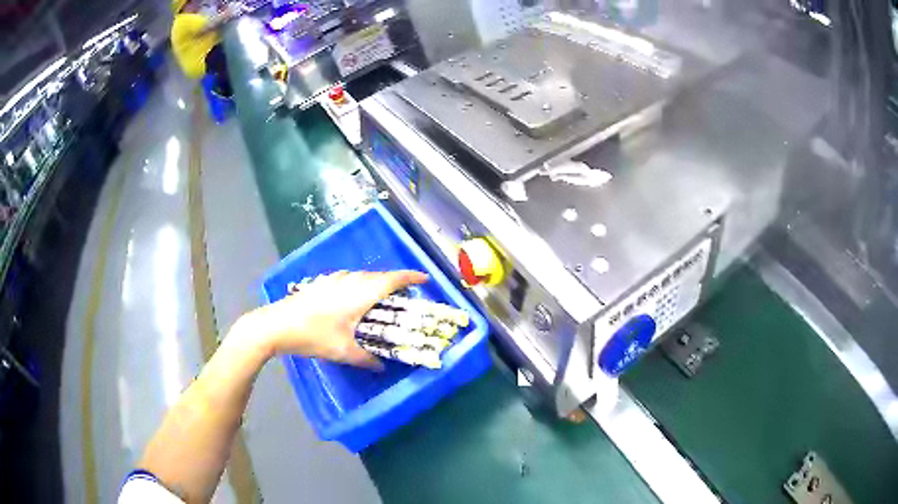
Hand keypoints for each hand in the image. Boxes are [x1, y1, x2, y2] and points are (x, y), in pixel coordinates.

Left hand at [241, 270, 427, 367]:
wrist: (276, 325)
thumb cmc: (314, 336)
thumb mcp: (343, 352)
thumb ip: (366, 359)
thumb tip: (382, 367)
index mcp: (360, 293)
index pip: (392, 280)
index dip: (411, 278)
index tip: (425, 280)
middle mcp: (349, 281)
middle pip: (378, 276)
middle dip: (394, 283)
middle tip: (404, 297)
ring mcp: (333, 279)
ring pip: (362, 277)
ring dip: (375, 283)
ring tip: (380, 300)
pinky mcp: (320, 283)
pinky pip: (348, 280)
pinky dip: (359, 286)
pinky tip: (351, 301)